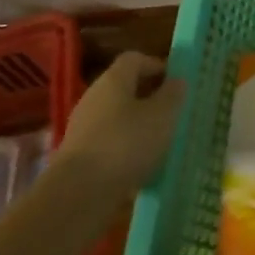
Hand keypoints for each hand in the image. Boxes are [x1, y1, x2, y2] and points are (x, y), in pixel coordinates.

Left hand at [53, 52, 186, 201]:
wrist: (78, 195)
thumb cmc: (126, 143)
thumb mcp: (163, 115)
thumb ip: (173, 94)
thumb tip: (177, 81)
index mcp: (113, 80)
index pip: (135, 59)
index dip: (157, 65)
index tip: (177, 82)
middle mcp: (94, 98)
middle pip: (125, 88)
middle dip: (149, 97)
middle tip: (173, 111)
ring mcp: (82, 128)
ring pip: (117, 117)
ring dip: (139, 125)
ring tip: (161, 142)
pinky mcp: (77, 157)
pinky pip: (108, 143)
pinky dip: (125, 150)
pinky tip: (141, 166)